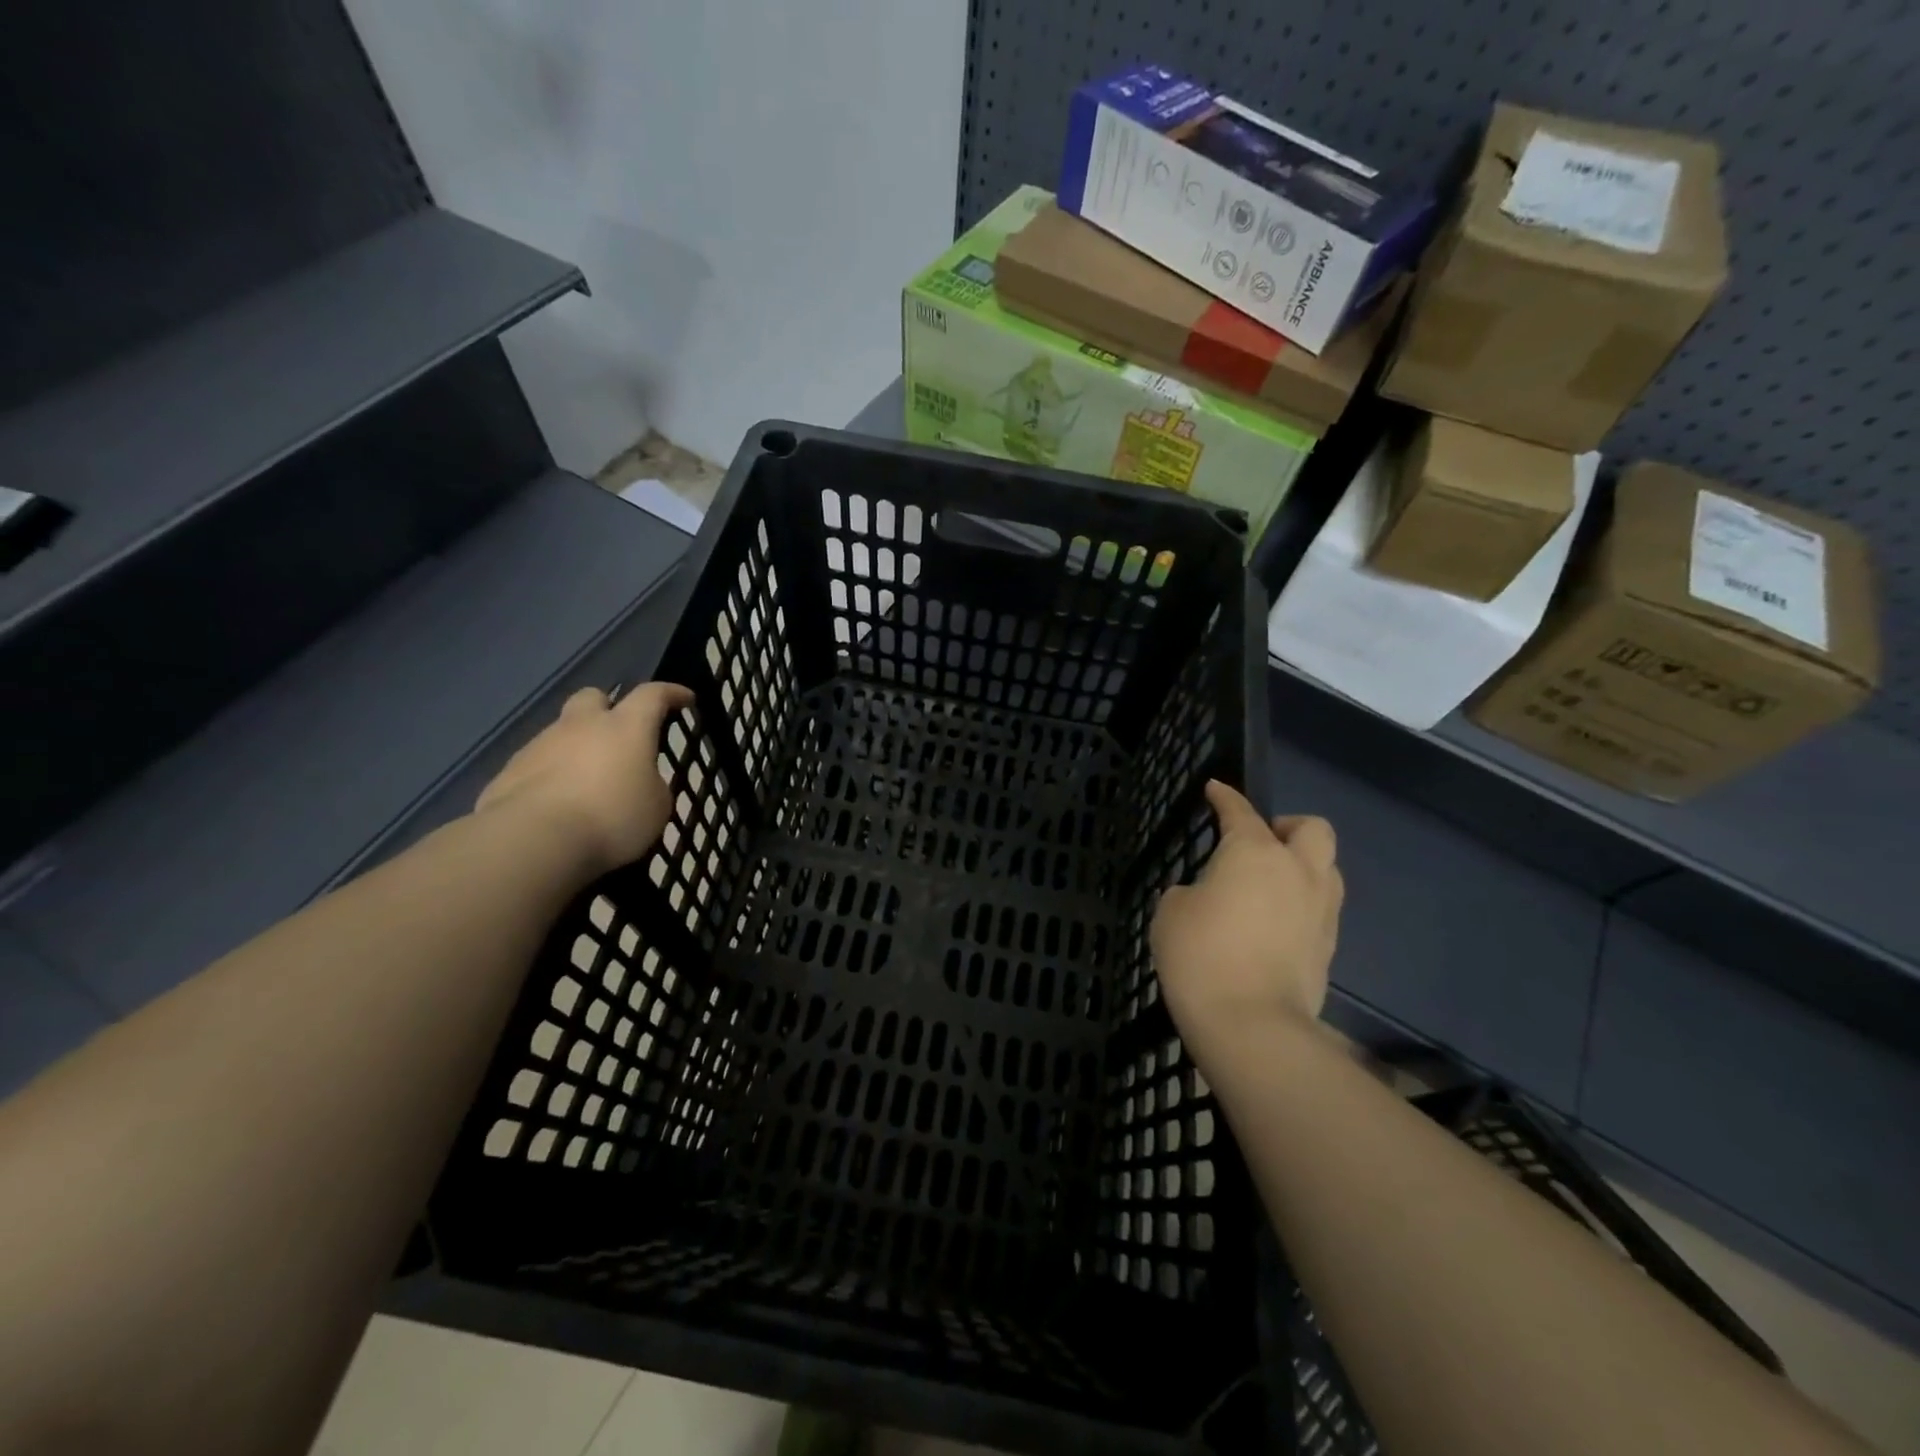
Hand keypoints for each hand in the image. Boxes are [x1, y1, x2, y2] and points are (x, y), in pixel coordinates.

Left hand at [474, 682, 694, 876]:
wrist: (534, 840)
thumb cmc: (612, 818)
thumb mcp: (656, 807)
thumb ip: (651, 785)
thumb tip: (638, 781)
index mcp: (625, 727)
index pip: (652, 695)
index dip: (671, 693)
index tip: (685, 699)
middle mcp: (581, 725)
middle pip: (593, 697)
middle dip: (608, 708)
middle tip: (618, 734)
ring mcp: (540, 745)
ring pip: (562, 732)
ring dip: (577, 747)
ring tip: (587, 783)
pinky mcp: (509, 771)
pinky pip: (537, 764)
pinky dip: (551, 775)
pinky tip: (557, 804)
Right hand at [1150, 780, 1343, 1048]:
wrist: (1251, 1024)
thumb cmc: (1200, 954)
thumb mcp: (1171, 911)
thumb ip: (1190, 891)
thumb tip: (1208, 897)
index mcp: (1255, 852)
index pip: (1240, 810)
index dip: (1225, 797)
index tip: (1215, 789)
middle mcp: (1297, 871)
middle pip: (1312, 828)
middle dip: (1288, 826)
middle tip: (1260, 842)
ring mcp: (1320, 910)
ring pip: (1326, 868)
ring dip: (1303, 865)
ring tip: (1271, 884)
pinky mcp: (1328, 947)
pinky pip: (1321, 908)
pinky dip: (1301, 904)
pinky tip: (1274, 923)